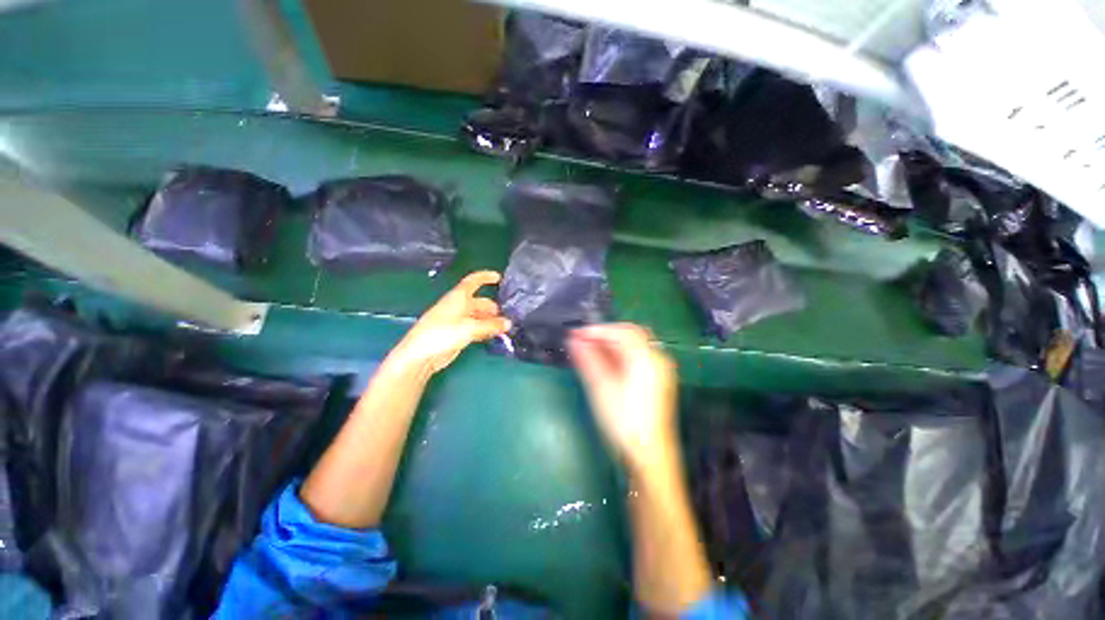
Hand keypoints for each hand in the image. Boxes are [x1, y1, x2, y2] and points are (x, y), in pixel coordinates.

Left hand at [388, 271, 510, 374]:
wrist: (421, 354)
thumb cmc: (443, 334)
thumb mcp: (471, 328)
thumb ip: (491, 325)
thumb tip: (508, 323)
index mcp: (458, 297)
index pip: (473, 281)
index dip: (485, 277)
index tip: (499, 277)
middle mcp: (456, 306)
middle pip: (477, 301)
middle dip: (491, 306)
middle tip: (507, 313)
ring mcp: (455, 320)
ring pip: (476, 316)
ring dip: (488, 319)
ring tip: (503, 326)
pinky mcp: (454, 334)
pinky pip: (473, 327)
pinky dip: (483, 329)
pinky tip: (492, 335)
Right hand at [567, 324, 678, 474]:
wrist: (648, 457)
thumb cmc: (623, 422)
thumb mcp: (602, 388)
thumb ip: (588, 359)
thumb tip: (573, 338)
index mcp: (647, 358)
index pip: (621, 331)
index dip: (597, 330)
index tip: (576, 333)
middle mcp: (657, 359)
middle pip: (629, 335)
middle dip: (604, 335)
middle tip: (582, 341)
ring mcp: (659, 371)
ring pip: (633, 347)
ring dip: (610, 345)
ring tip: (588, 351)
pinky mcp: (656, 382)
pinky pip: (636, 359)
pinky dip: (619, 356)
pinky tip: (603, 364)